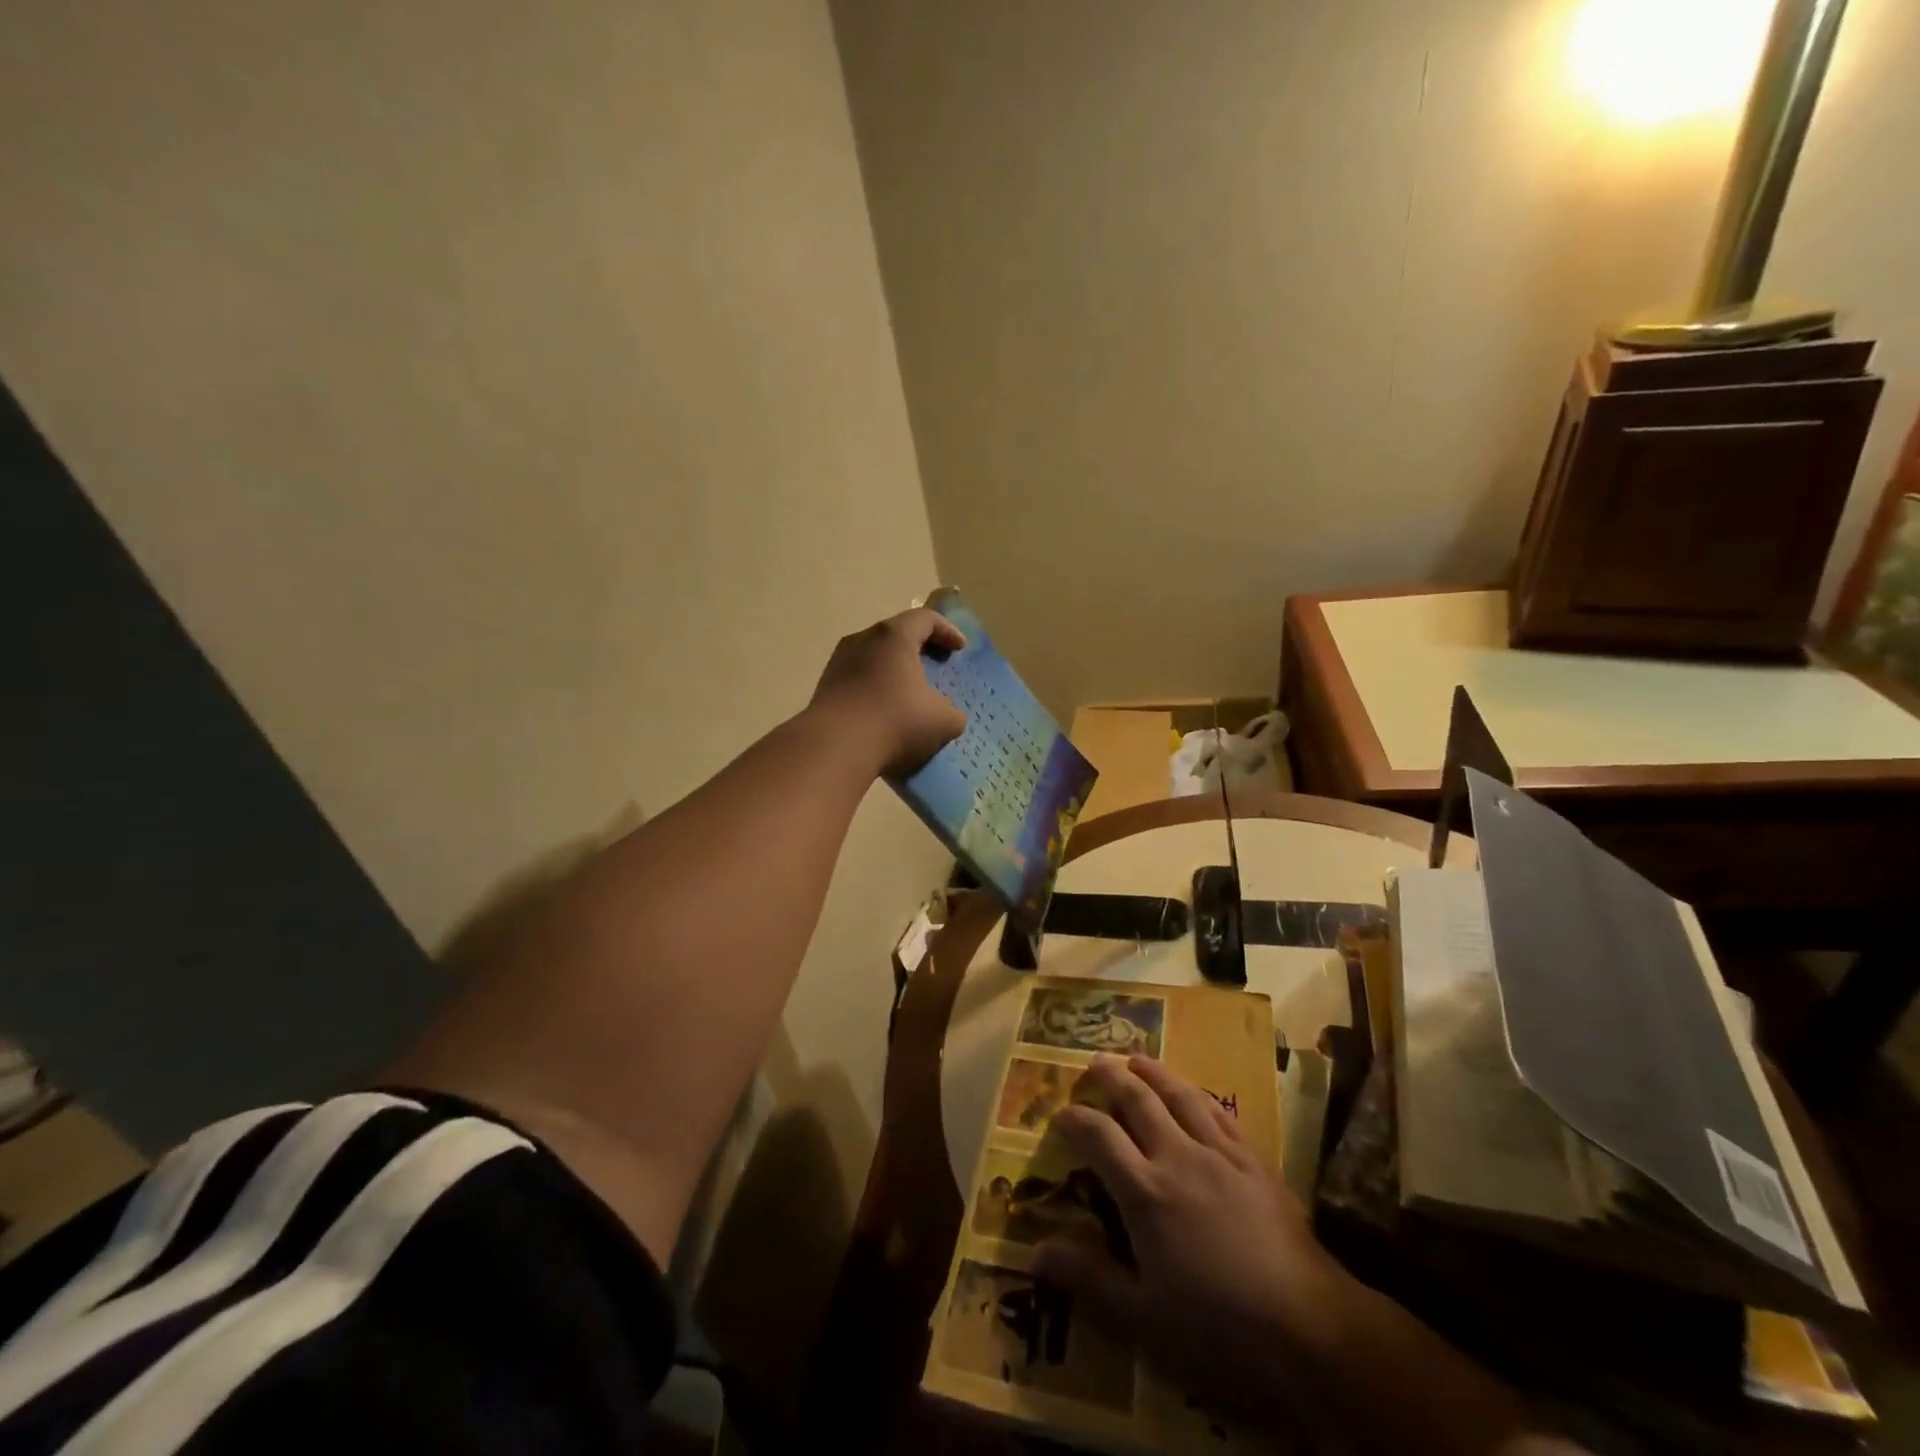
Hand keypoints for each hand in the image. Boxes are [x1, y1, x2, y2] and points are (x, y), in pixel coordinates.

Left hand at [810, 606, 967, 777]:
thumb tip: (948, 714)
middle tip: (936, 665)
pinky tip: (885, 714)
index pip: (925, 618)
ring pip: (874, 658)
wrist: (834, 749)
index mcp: (894, 636)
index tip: (960, 649)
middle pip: (896, 634)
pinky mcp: (825, 689)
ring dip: (894, 671)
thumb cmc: (896, 722)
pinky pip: (858, 680)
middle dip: (919, 648)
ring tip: (910, 693)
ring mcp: (838, 663)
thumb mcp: (943, 721)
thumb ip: (953, 712)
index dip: (947, 630)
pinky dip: (876, 689)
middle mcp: (862, 640)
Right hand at [1031, 1054, 1353, 1424]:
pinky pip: (1220, 1112)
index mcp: (1144, 1191)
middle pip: (1137, 1099)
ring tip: (1136, 1058)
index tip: (1060, 1114)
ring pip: (1180, 1095)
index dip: (1075, 1118)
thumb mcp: (1142, 1319)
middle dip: (1111, 1077)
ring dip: (1153, 1072)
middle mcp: (1177, 1157)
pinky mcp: (1254, 1160)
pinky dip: (1198, 1094)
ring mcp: (1220, 1153)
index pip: (1099, 1136)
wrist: (1308, 1329)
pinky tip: (1193, 1093)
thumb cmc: (1217, 1330)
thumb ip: (1088, 1279)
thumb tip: (1034, 1254)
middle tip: (1093, 1063)